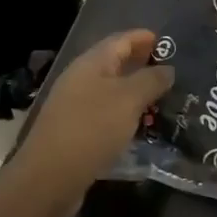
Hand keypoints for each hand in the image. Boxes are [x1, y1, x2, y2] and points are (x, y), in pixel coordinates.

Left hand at [15, 30, 173, 215]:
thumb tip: (168, 69)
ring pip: (109, 91)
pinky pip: (104, 114)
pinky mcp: (74, 132)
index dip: (141, 37)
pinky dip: (123, 114)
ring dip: (133, 91)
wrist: (49, 178)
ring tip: (160, 98)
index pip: (119, 40)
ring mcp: (74, 107)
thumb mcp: (128, 100)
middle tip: (168, 70)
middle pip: (113, 64)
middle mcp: (79, 80)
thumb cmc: (91, 129)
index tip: (164, 41)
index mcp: (90, 64)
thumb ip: (151, 80)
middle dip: (139, 63)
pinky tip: (139, 126)